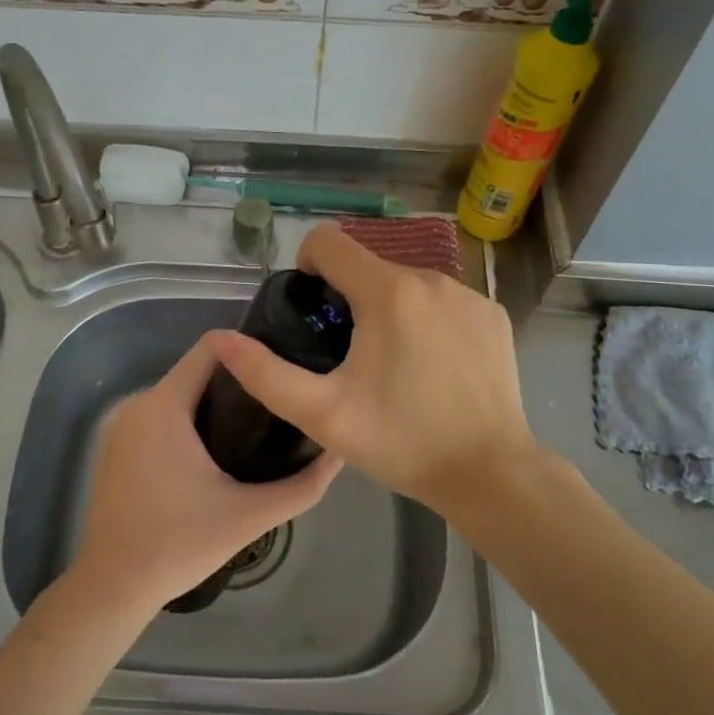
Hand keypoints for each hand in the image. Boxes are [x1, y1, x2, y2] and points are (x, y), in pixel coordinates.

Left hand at [69, 333, 341, 620]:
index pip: (212, 347)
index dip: (251, 350)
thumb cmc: (179, 545)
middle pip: (197, 370)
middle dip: (239, 382)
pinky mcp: (114, 446)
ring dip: (214, 403)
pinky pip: (160, 416)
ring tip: (256, 428)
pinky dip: (188, 422)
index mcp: (164, 405)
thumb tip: (340, 453)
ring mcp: (121, 425)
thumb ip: (302, 485)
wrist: (112, 588)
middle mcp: (138, 403)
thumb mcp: (250, 515)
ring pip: (179, 394)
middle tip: (278, 405)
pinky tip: (215, 452)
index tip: (282, 369)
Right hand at [214, 223, 537, 513]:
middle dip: (350, 297)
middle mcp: (431, 277)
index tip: (314, 309)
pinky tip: (434, 367)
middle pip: (369, 266)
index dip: (308, 266)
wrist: (490, 473)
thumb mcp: (323, 415)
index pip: (329, 241)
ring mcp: (468, 294)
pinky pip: (444, 300)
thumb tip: (221, 341)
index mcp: (388, 291)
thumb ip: (265, 374)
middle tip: (350, 355)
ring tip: (394, 366)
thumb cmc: (402, 443)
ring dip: (390, 309)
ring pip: (408, 283)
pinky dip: (429, 321)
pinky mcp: (493, 314)